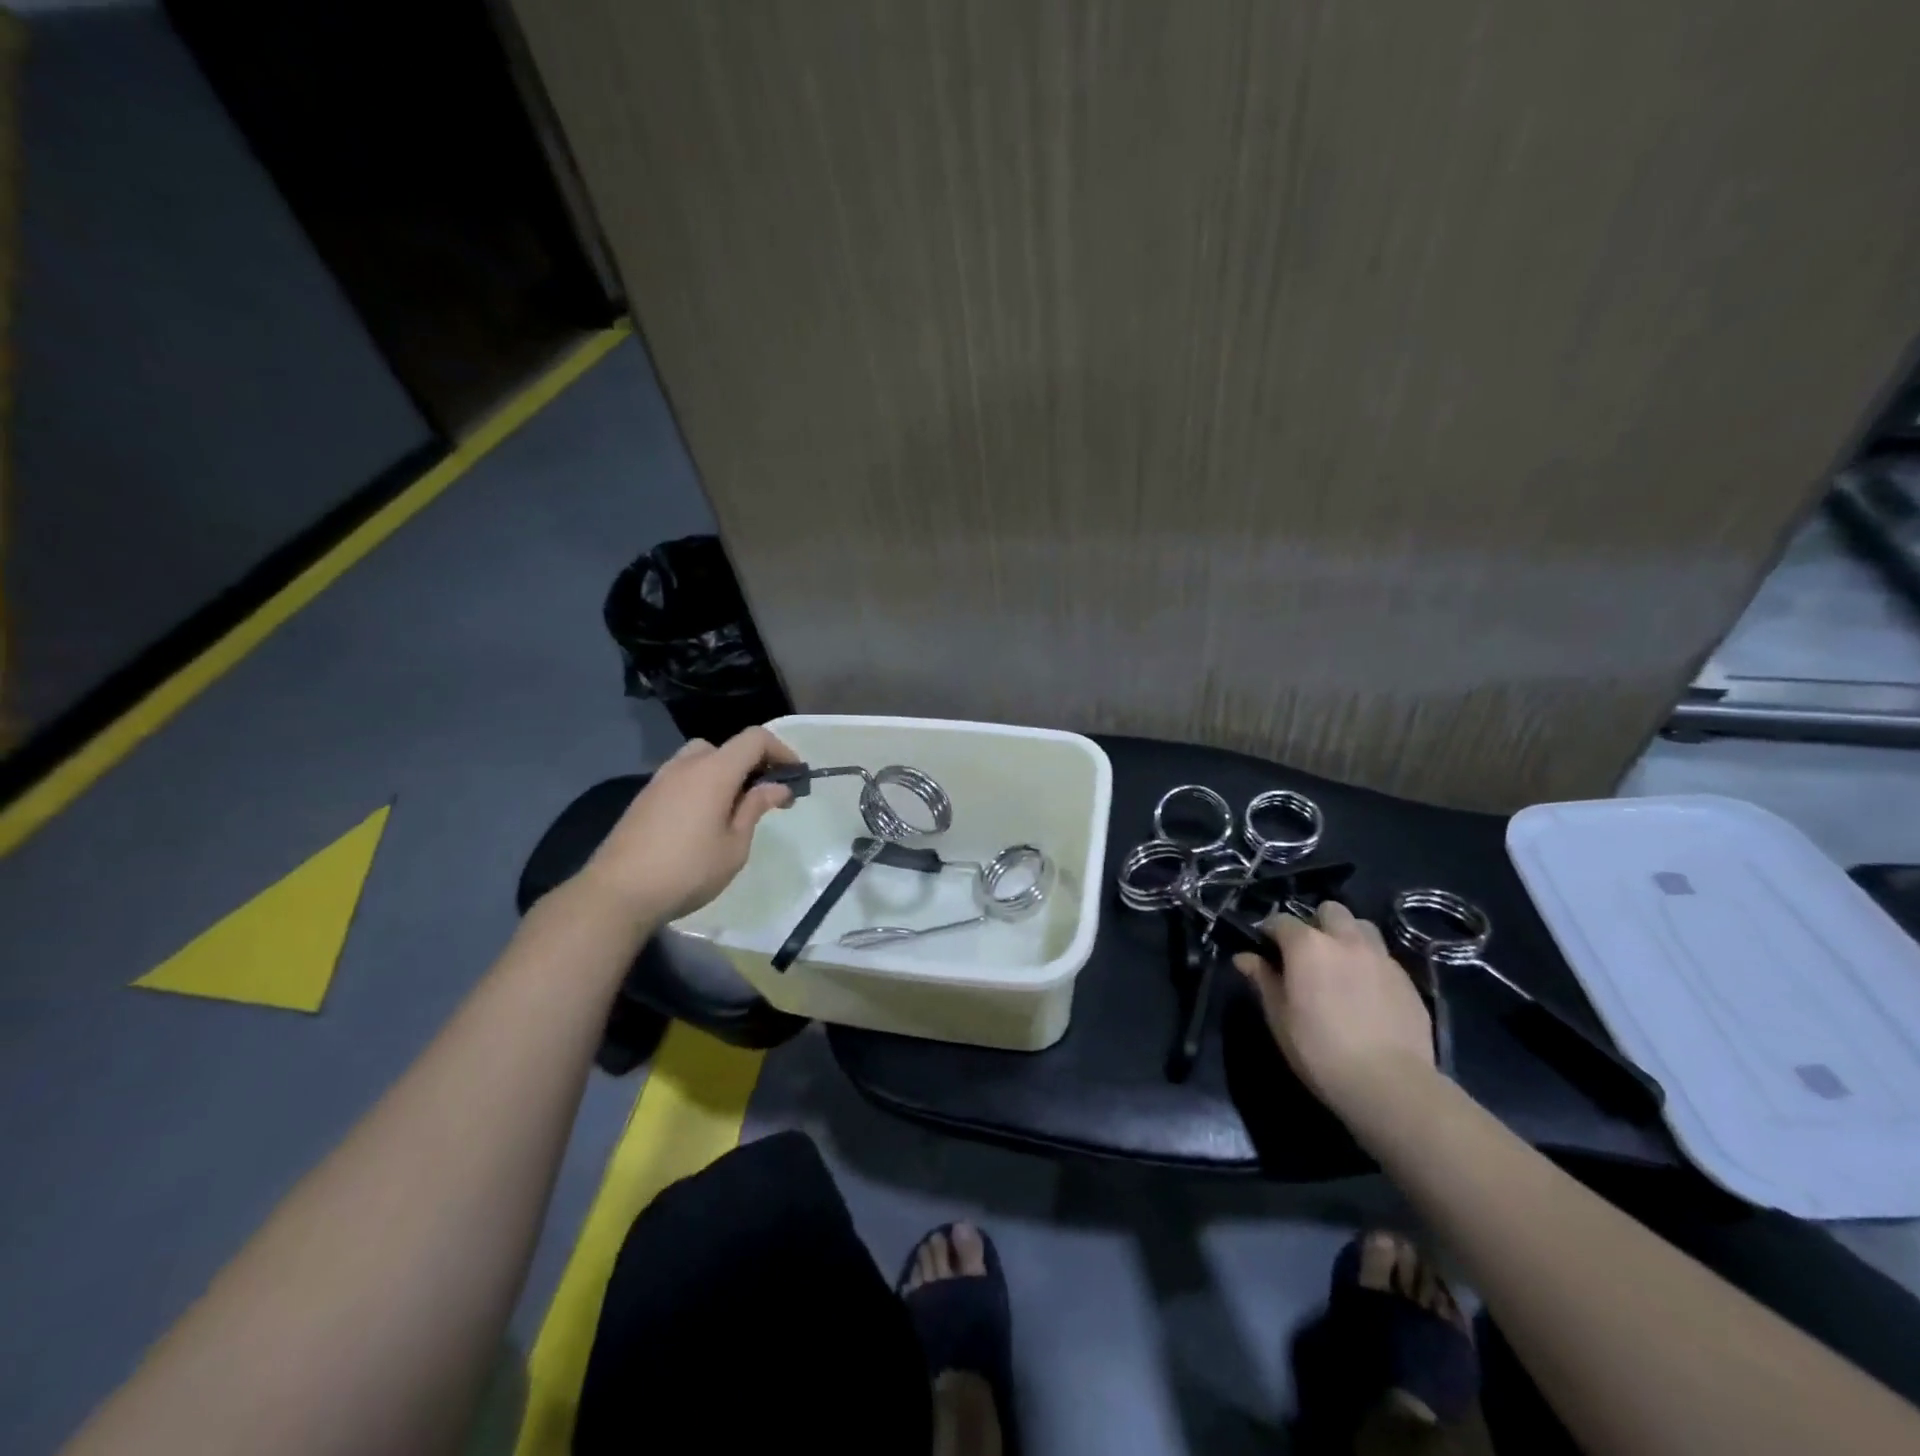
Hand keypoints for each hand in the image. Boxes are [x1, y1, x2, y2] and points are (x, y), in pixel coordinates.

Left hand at [579, 727, 798, 926]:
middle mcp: (686, 765)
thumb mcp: (734, 845)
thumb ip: (755, 808)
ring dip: (724, 774)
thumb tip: (777, 787)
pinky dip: (702, 785)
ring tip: (734, 808)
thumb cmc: (688, 870)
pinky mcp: (645, 798)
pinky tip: (703, 820)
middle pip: (727, 747)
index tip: (795, 776)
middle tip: (765, 795)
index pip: (754, 738)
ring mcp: (660, 780)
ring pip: (701, 759)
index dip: (781, 750)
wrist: (617, 893)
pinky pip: (682, 777)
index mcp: (714, 771)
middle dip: (752, 763)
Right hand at [1232, 901, 1435, 1117]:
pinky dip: (1370, 964)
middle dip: (1316, 923)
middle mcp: (1345, 941)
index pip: (1280, 920)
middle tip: (1309, 954)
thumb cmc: (1320, 1050)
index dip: (1269, 932)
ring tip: (1341, 965)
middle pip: (1330, 910)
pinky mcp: (1408, 980)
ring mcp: (1381, 958)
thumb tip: (1244, 958)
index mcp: (1307, 946)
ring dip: (1348, 936)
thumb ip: (1263, 980)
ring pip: (1362, 927)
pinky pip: (1383, 957)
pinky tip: (1366, 992)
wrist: (1389, 1084)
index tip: (1265, 950)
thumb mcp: (1279, 1017)